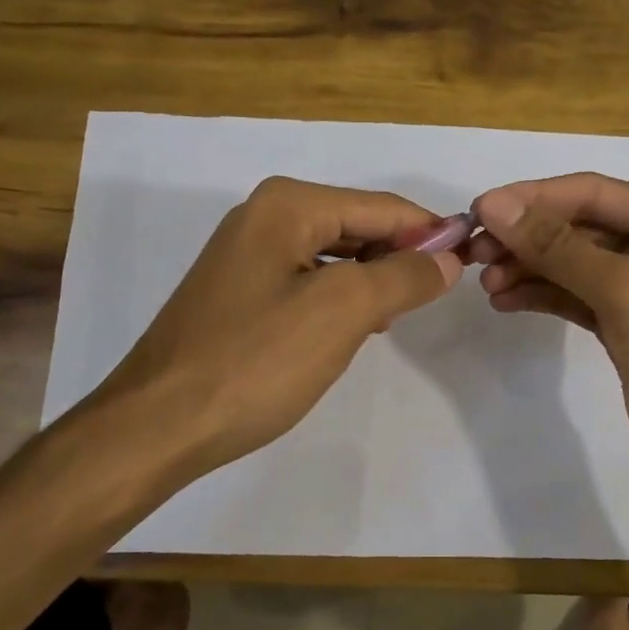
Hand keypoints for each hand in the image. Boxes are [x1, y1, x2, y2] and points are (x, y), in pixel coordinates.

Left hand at [88, 176, 461, 482]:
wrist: (157, 425)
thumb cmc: (255, 361)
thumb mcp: (343, 312)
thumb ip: (403, 277)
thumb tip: (447, 258)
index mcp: (288, 205)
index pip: (382, 206)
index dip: (430, 233)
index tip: (471, 264)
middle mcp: (263, 216)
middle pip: (356, 225)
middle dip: (397, 258)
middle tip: (428, 302)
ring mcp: (245, 254)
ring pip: (333, 256)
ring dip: (369, 282)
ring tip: (390, 320)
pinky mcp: (237, 292)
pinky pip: (306, 281)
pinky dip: (336, 299)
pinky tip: (347, 331)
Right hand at [469, 173, 628, 494]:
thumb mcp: (626, 291)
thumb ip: (558, 246)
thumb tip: (494, 205)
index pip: (595, 192)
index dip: (535, 198)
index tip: (480, 209)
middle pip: (579, 225)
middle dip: (527, 237)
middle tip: (475, 252)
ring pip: (570, 262)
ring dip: (527, 267)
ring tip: (486, 282)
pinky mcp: (621, 323)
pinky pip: (571, 295)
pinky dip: (539, 295)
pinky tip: (504, 300)